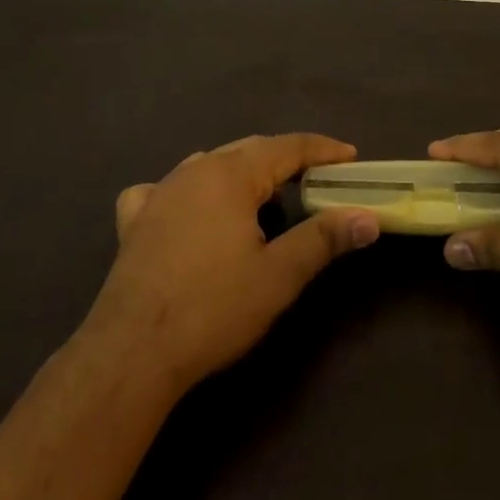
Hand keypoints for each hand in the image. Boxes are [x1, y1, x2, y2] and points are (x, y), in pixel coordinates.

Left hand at [89, 133, 379, 391]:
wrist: (132, 352)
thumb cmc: (213, 308)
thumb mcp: (279, 275)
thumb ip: (324, 239)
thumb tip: (368, 217)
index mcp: (231, 174)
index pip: (287, 147)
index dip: (322, 149)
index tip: (350, 155)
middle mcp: (195, 170)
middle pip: (249, 150)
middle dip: (285, 159)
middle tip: (316, 177)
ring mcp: (160, 192)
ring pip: (209, 165)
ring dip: (241, 173)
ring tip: (262, 196)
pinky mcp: (134, 221)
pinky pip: (164, 189)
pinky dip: (186, 192)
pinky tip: (185, 210)